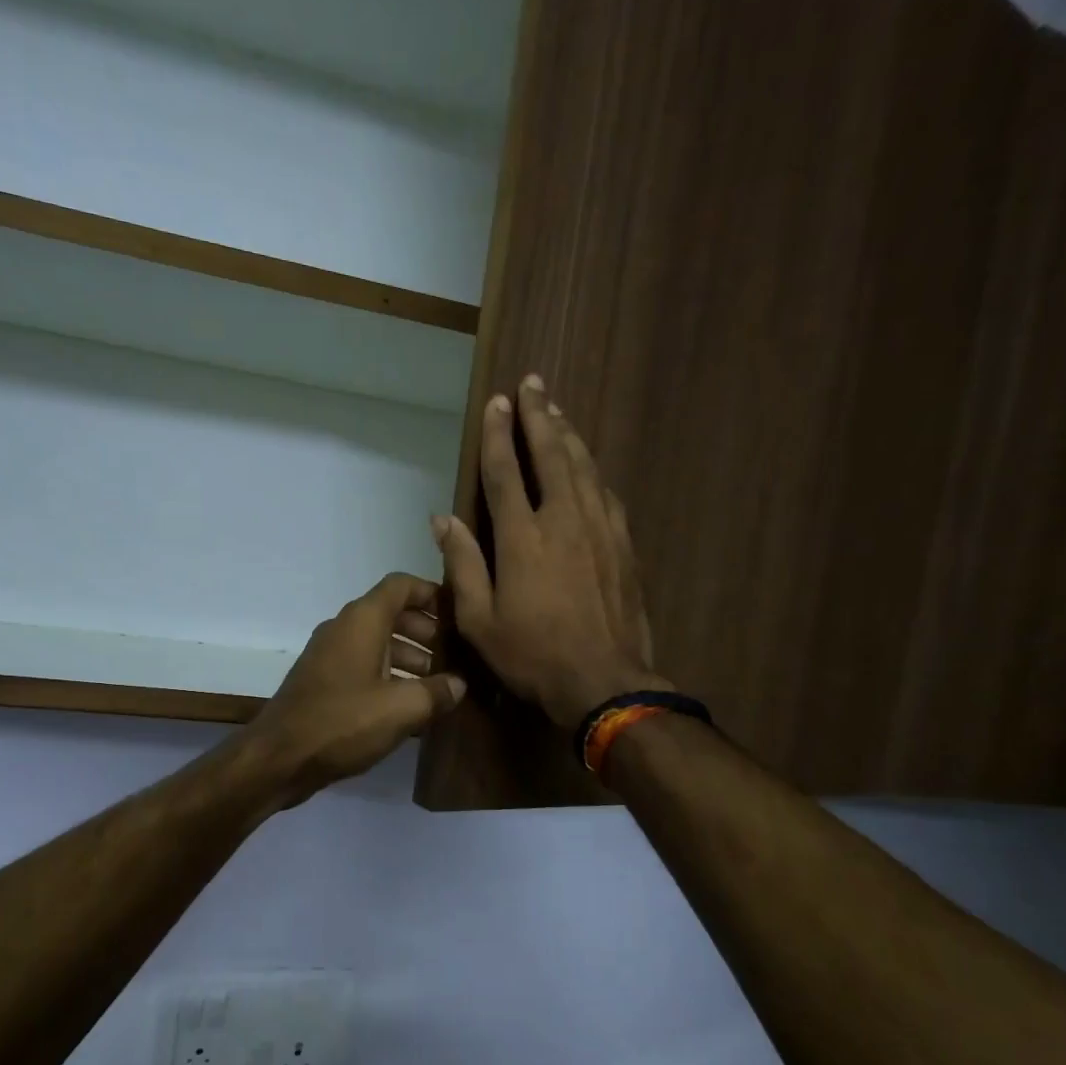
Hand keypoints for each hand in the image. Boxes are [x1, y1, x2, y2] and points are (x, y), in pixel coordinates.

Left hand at [243, 573, 466, 805]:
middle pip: (392, 614)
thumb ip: (437, 692)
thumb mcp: (402, 709)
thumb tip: (459, 685)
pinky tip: (410, 705)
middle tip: (456, 656)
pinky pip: (364, 666)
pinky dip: (389, 676)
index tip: (459, 614)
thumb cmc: (343, 722)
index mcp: (362, 621)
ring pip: (378, 643)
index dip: (432, 593)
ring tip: (440, 685)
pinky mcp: (323, 682)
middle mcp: (344, 629)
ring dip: (410, 657)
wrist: (279, 758)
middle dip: (427, 631)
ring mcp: (330, 656)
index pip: (401, 586)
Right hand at [433, 375, 667, 729]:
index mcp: (522, 537)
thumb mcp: (479, 621)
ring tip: (555, 410)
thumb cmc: (532, 656)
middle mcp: (563, 519)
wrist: (604, 681)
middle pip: (551, 453)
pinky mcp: (623, 545)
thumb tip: (442, 519)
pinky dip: (591, 470)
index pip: (505, 471)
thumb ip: (462, 565)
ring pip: (583, 466)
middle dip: (538, 415)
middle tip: (532, 384)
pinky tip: (587, 465)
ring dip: (567, 434)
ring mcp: (599, 529)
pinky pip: (605, 493)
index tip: (497, 402)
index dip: (497, 434)